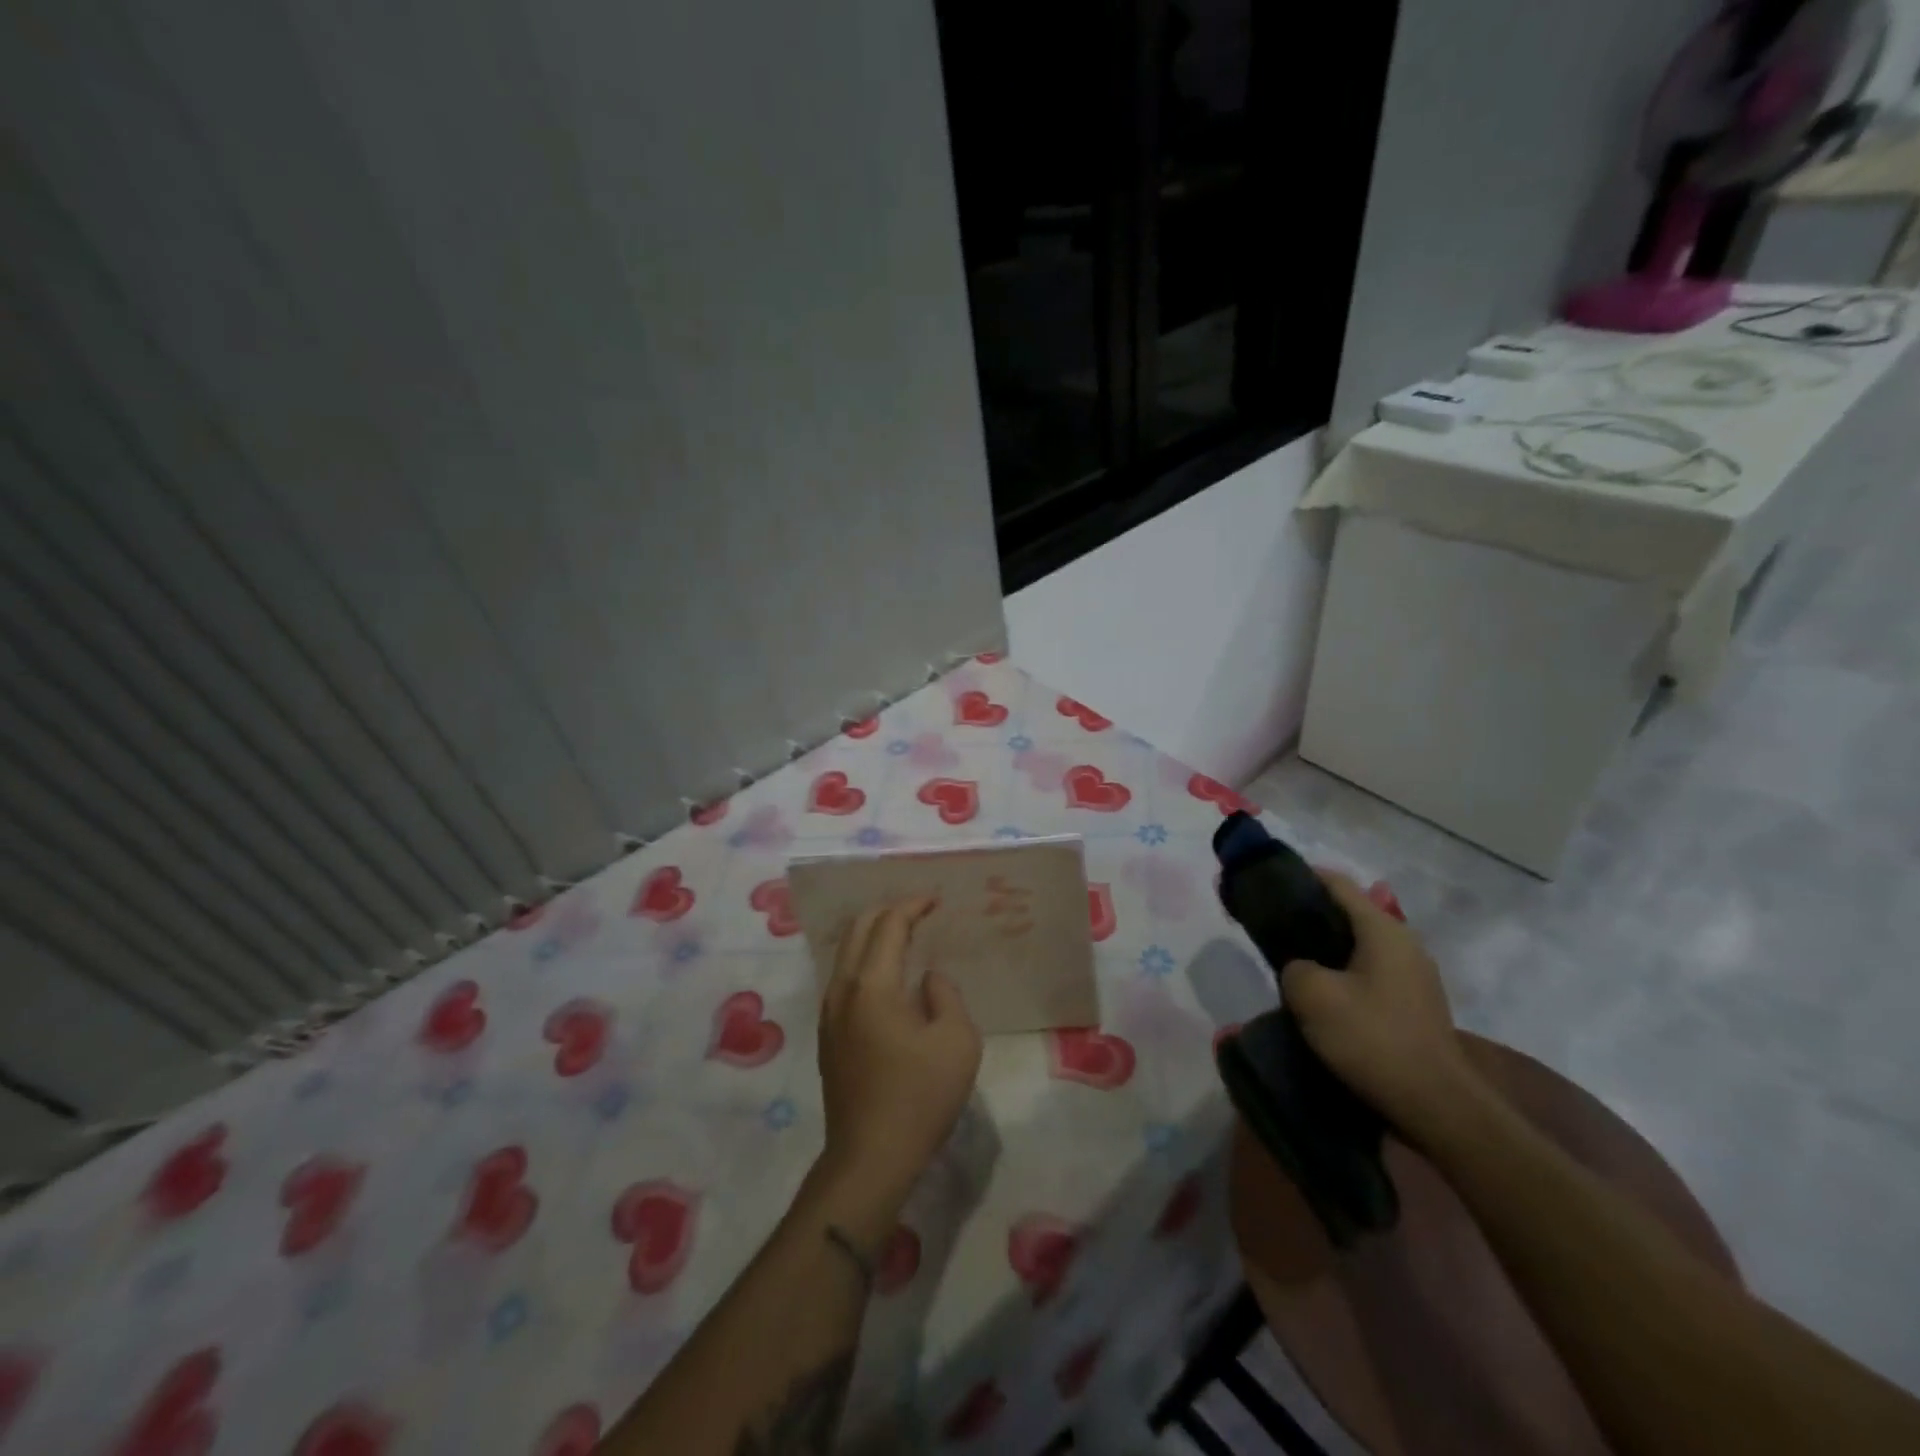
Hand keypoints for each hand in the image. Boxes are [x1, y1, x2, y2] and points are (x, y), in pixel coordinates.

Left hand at [816, 896, 982, 1216]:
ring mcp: (829, 1014)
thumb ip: (945, 995)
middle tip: (919, 911)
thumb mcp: (957, 1041)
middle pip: (859, 929)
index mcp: (872, 985)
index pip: (889, 925)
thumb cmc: (919, 1097)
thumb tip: (926, 979)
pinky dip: (866, 960)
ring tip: (904, 935)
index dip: (912, 906)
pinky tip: (886, 975)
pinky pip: (845, 978)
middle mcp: (842, 990)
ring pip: (847, 953)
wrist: (870, 1158)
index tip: (936, 900)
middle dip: (888, 911)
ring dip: (874, 935)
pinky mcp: (828, 1036)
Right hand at [1280, 871, 1476, 1137]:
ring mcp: (1415, 976)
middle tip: (1273, 930)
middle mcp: (1405, 944)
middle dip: (1310, 917)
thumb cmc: (1372, 1039)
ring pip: (1359, 947)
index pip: (1336, 884)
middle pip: (1349, 914)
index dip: (1300, 878)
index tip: (1266, 886)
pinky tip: (1322, 996)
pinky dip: (1343, 974)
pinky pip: (1370, 973)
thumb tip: (1300, 968)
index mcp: (1383, 930)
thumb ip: (1294, 966)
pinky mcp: (1416, 1005)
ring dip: (1326, 950)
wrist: (1436, 1106)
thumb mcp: (1311, 994)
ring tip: (1292, 963)